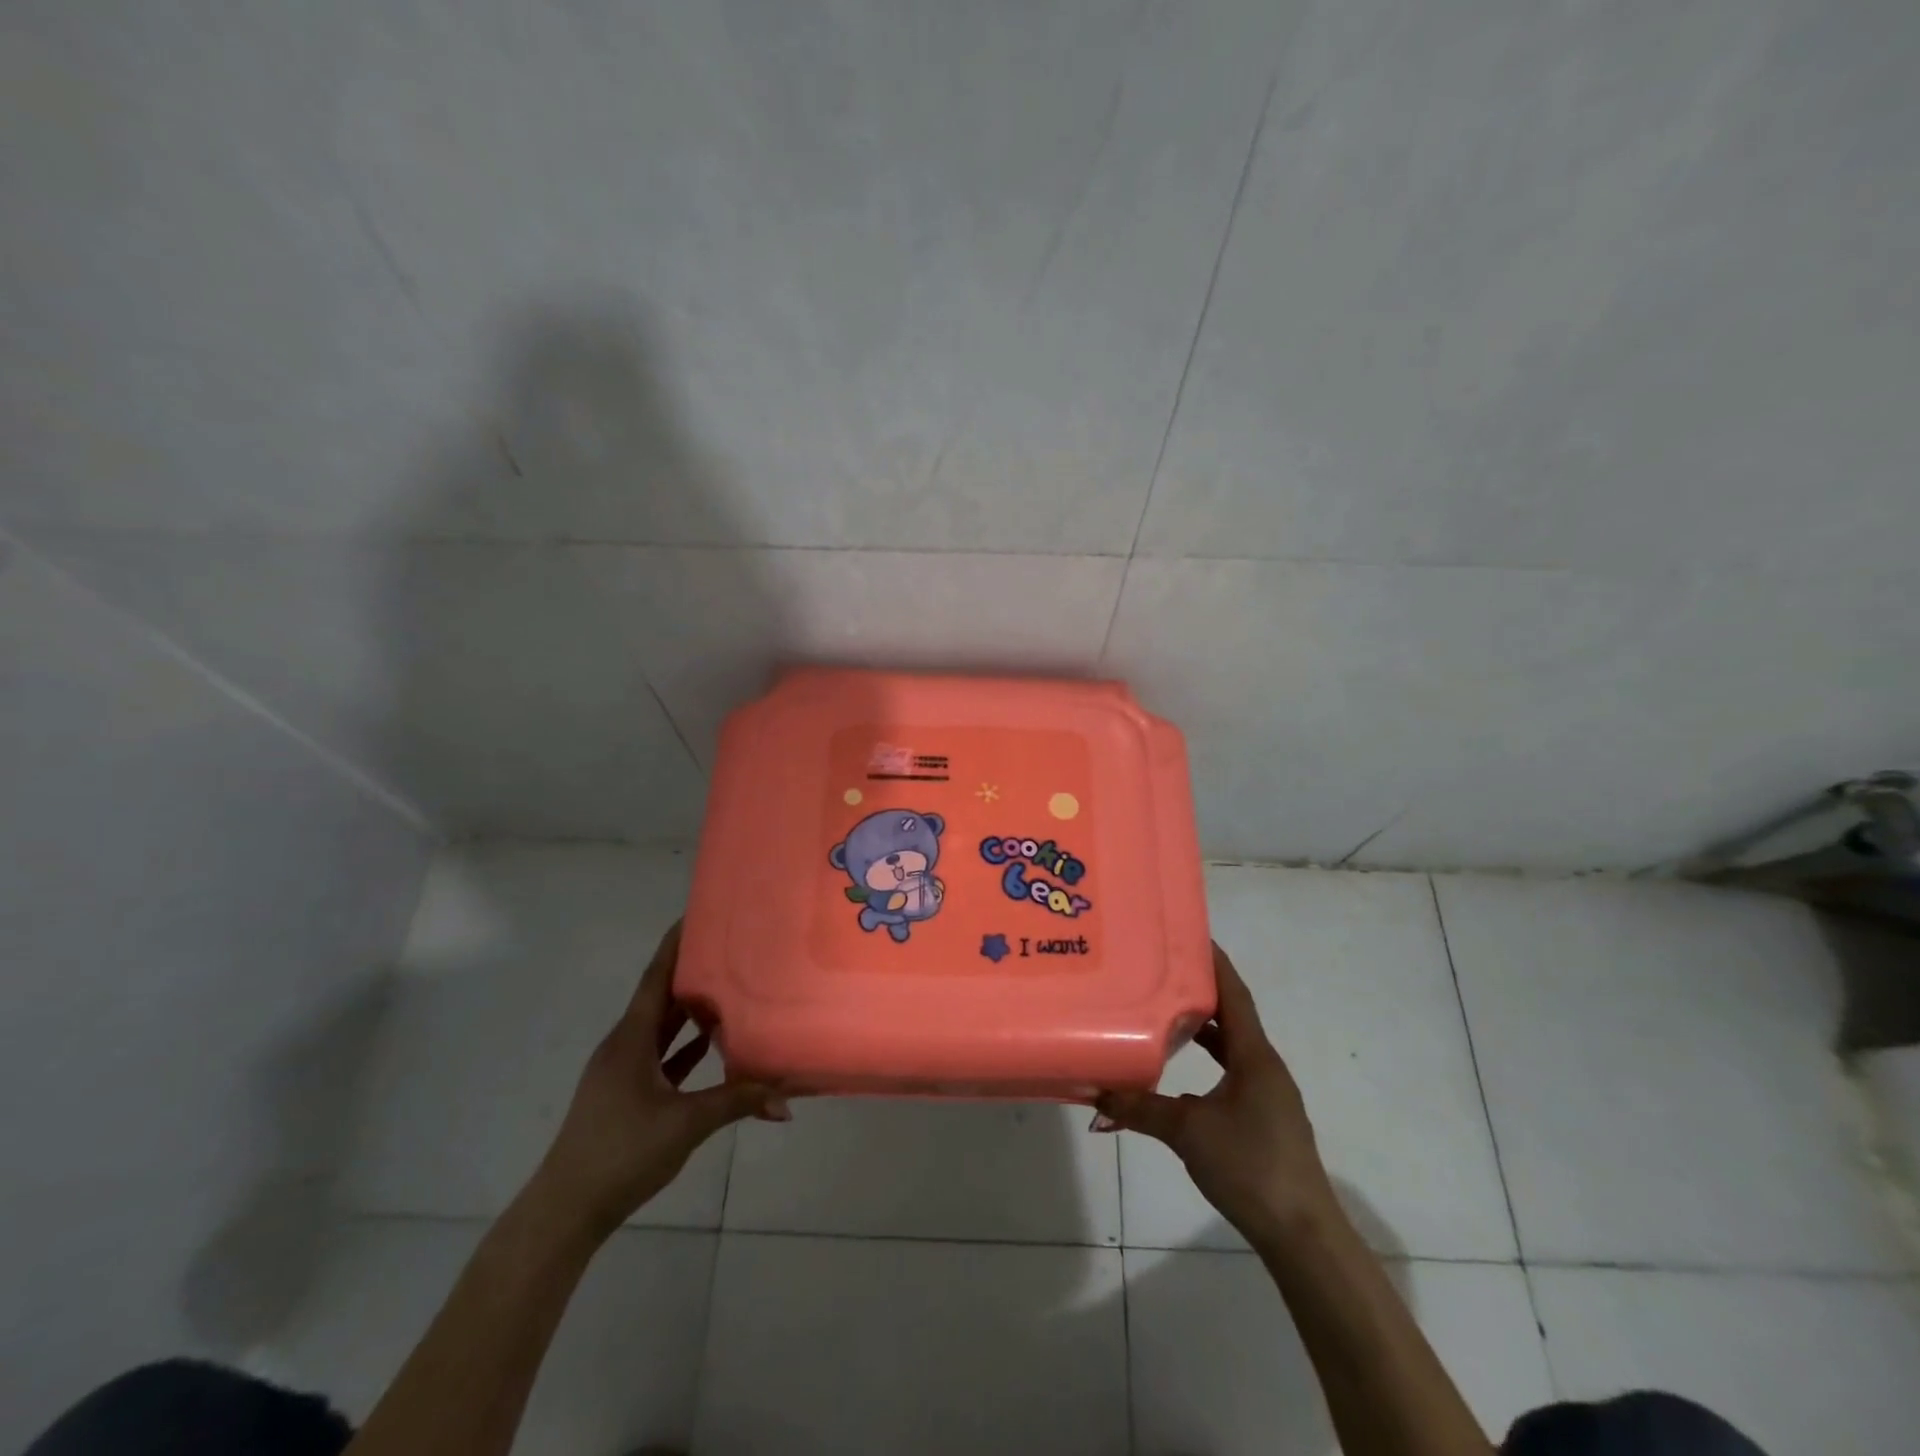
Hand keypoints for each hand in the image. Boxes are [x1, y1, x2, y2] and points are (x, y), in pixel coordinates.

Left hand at [532, 922, 788, 1241]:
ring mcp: (623, 1071)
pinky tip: (714, 1045)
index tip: (697, 914)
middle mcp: (625, 1045)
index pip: (656, 978)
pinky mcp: (627, 1094)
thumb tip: (787, 1100)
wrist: (566, 1211)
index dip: (675, 944)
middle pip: (661, 997)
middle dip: (692, 972)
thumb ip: (737, 1103)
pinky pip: (662, 1056)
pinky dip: (686, 1046)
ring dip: (691, 1011)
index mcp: (631, 1039)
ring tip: (731, 987)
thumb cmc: (621, 1152)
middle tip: (731, 948)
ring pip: (662, 1028)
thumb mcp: (686, 1124)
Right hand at [1096, 943, 1336, 1246]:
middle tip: (1162, 970)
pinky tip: (1183, 1071)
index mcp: (1255, 1056)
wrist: (1302, 1235)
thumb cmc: (1250, 1167)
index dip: (1215, 963)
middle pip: (1233, 1016)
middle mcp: (1265, 1067)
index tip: (1191, 935)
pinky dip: (1210, 1060)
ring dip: (1205, 1028)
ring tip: (1165, 1011)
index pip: (1235, 995)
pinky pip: (1233, 1072)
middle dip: (1201, 992)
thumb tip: (1096, 1093)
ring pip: (1233, 1047)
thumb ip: (1140, 1109)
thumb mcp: (1187, 1132)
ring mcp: (1268, 1094)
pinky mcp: (1264, 1119)